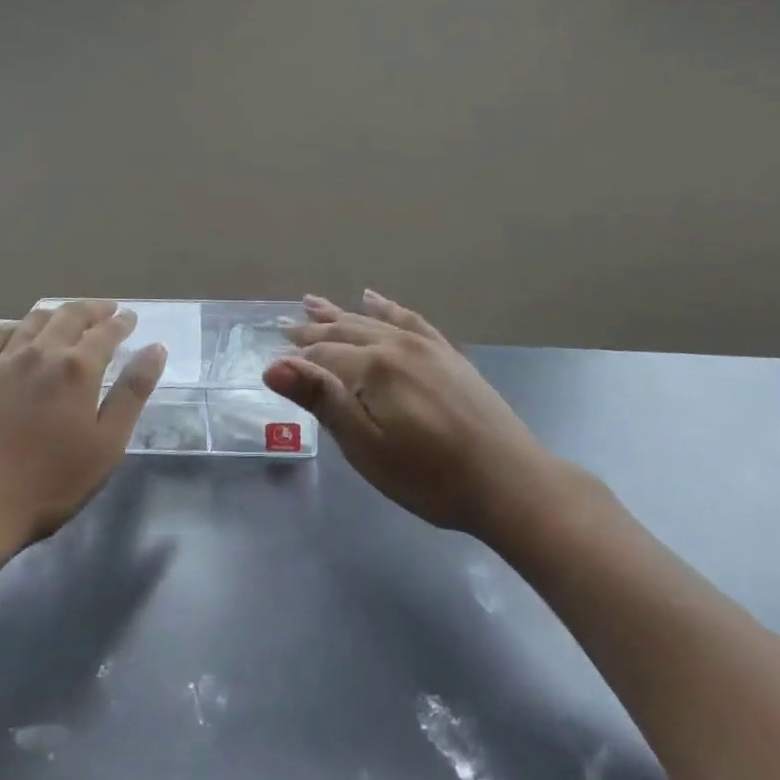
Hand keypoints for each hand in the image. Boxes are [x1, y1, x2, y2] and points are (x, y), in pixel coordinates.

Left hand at [0, 301, 166, 555]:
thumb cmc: (49, 482)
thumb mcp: (107, 444)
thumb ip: (132, 393)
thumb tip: (156, 349)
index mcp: (78, 367)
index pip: (106, 332)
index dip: (121, 322)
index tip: (130, 318)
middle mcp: (42, 352)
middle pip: (71, 316)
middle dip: (93, 310)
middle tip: (107, 310)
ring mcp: (4, 361)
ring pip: (34, 319)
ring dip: (58, 313)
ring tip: (68, 316)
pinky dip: (16, 325)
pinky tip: (19, 333)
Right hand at [265, 290, 551, 538]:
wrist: (508, 481)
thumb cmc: (429, 476)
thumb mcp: (367, 448)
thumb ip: (323, 401)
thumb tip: (274, 366)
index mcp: (372, 368)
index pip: (323, 355)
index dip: (297, 357)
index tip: (272, 353)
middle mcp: (396, 344)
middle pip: (345, 331)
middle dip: (313, 329)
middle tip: (286, 324)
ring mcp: (425, 345)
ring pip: (372, 320)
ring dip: (341, 313)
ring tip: (314, 302)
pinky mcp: (447, 353)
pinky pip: (408, 318)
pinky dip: (386, 307)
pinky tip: (373, 298)